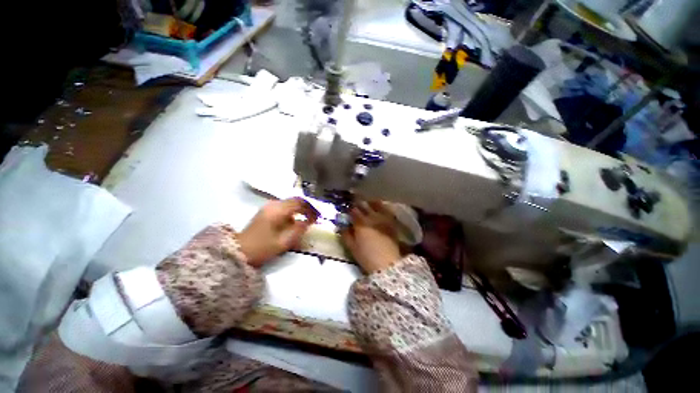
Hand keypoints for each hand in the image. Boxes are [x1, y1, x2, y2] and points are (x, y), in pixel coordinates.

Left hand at [239, 198, 318, 266]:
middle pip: (296, 200)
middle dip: (308, 207)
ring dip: (301, 208)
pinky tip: (296, 219)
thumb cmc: (262, 247)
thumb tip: (309, 221)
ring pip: (290, 202)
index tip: (319, 217)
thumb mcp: (283, 242)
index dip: (311, 209)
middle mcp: (274, 204)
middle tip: (316, 216)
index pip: (300, 203)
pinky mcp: (267, 210)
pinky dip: (294, 211)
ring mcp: (269, 206)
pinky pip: (285, 206)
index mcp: (278, 210)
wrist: (239, 251)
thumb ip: (299, 230)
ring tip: (308, 218)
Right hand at [341, 201, 401, 272]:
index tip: (348, 209)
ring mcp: (383, 218)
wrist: (388, 264)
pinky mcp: (391, 222)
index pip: (353, 211)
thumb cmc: (367, 257)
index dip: (350, 209)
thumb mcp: (352, 248)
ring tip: (367, 202)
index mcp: (360, 223)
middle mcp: (371, 217)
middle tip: (356, 203)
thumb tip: (342, 225)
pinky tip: (380, 207)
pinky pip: (386, 210)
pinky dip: (382, 206)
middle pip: (363, 205)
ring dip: (370, 202)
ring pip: (376, 204)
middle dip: (358, 203)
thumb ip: (346, 234)